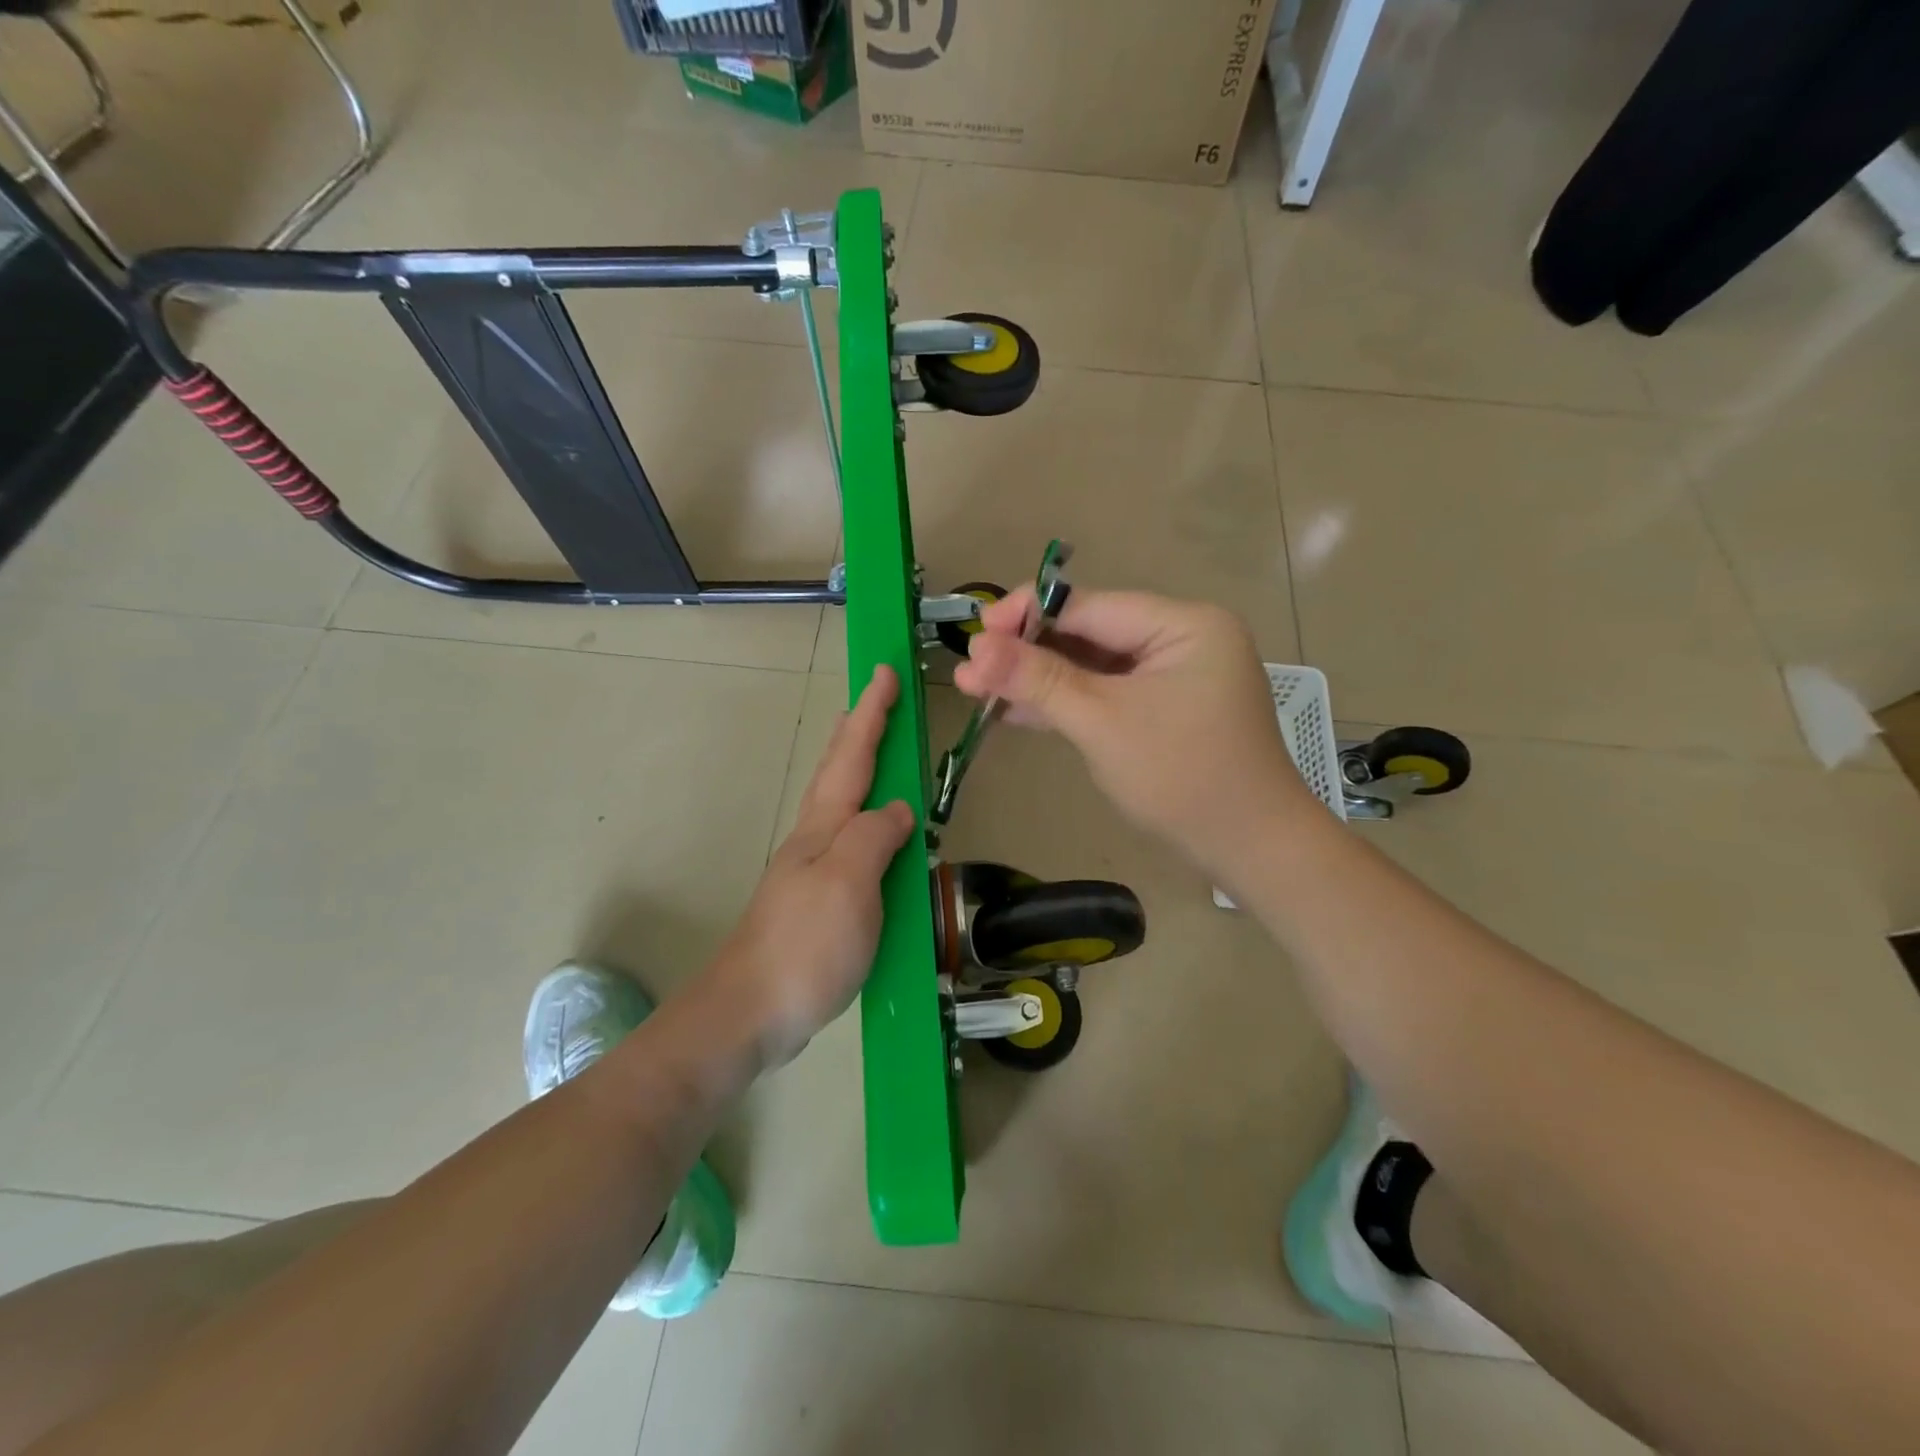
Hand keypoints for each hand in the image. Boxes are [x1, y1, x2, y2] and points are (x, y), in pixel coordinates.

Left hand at [706, 666, 915, 1068]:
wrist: (750, 1013)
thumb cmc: (803, 945)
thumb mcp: (848, 883)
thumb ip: (875, 837)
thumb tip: (898, 810)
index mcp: (824, 827)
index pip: (853, 756)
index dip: (871, 713)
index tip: (885, 672)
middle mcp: (815, 840)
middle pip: (838, 772)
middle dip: (858, 731)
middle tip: (873, 700)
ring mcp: (812, 872)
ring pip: (840, 805)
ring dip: (857, 769)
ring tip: (875, 753)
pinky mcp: (817, 905)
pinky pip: (849, 844)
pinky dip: (864, 821)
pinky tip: (872, 836)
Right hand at [953, 588, 1319, 880]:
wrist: (1250, 849)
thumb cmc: (1182, 778)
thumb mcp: (1102, 722)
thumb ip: (1039, 680)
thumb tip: (975, 650)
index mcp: (1182, 624)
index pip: (1089, 606)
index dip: (1026, 616)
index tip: (974, 634)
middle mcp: (1181, 639)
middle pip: (1088, 634)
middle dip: (1027, 654)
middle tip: (969, 671)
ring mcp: (1173, 677)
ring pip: (1093, 667)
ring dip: (1039, 681)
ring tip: (978, 691)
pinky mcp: (1164, 710)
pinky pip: (1107, 694)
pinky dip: (1067, 703)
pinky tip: (1016, 711)